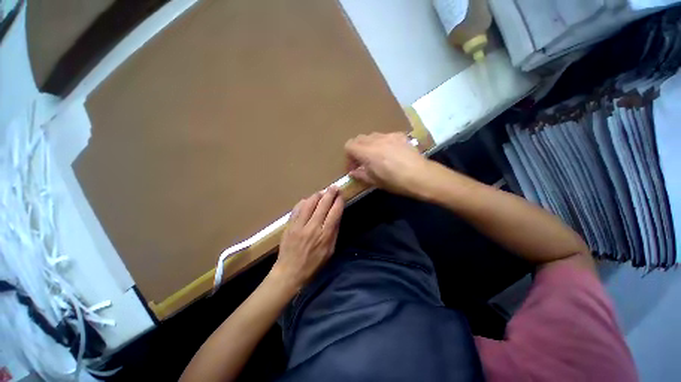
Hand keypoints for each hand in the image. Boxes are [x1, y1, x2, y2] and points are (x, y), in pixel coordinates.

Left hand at [271, 186, 343, 289]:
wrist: (289, 272)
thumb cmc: (313, 264)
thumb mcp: (330, 251)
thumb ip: (334, 232)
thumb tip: (336, 216)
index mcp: (325, 235)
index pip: (334, 213)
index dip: (339, 202)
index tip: (341, 195)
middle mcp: (313, 227)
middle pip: (323, 205)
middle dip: (330, 193)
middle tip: (334, 187)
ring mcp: (299, 225)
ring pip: (309, 203)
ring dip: (317, 195)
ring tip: (322, 191)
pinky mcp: (289, 225)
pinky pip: (297, 208)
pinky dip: (304, 202)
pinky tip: (308, 200)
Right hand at [345, 132, 432, 198]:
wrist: (421, 176)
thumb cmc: (396, 182)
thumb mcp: (375, 181)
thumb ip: (361, 175)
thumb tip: (353, 172)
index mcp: (368, 152)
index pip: (349, 145)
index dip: (348, 157)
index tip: (354, 167)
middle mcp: (376, 140)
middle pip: (359, 138)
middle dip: (357, 150)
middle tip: (362, 162)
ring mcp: (389, 136)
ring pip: (371, 136)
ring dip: (368, 145)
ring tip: (375, 157)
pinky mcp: (399, 135)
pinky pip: (384, 136)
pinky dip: (381, 143)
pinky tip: (389, 152)